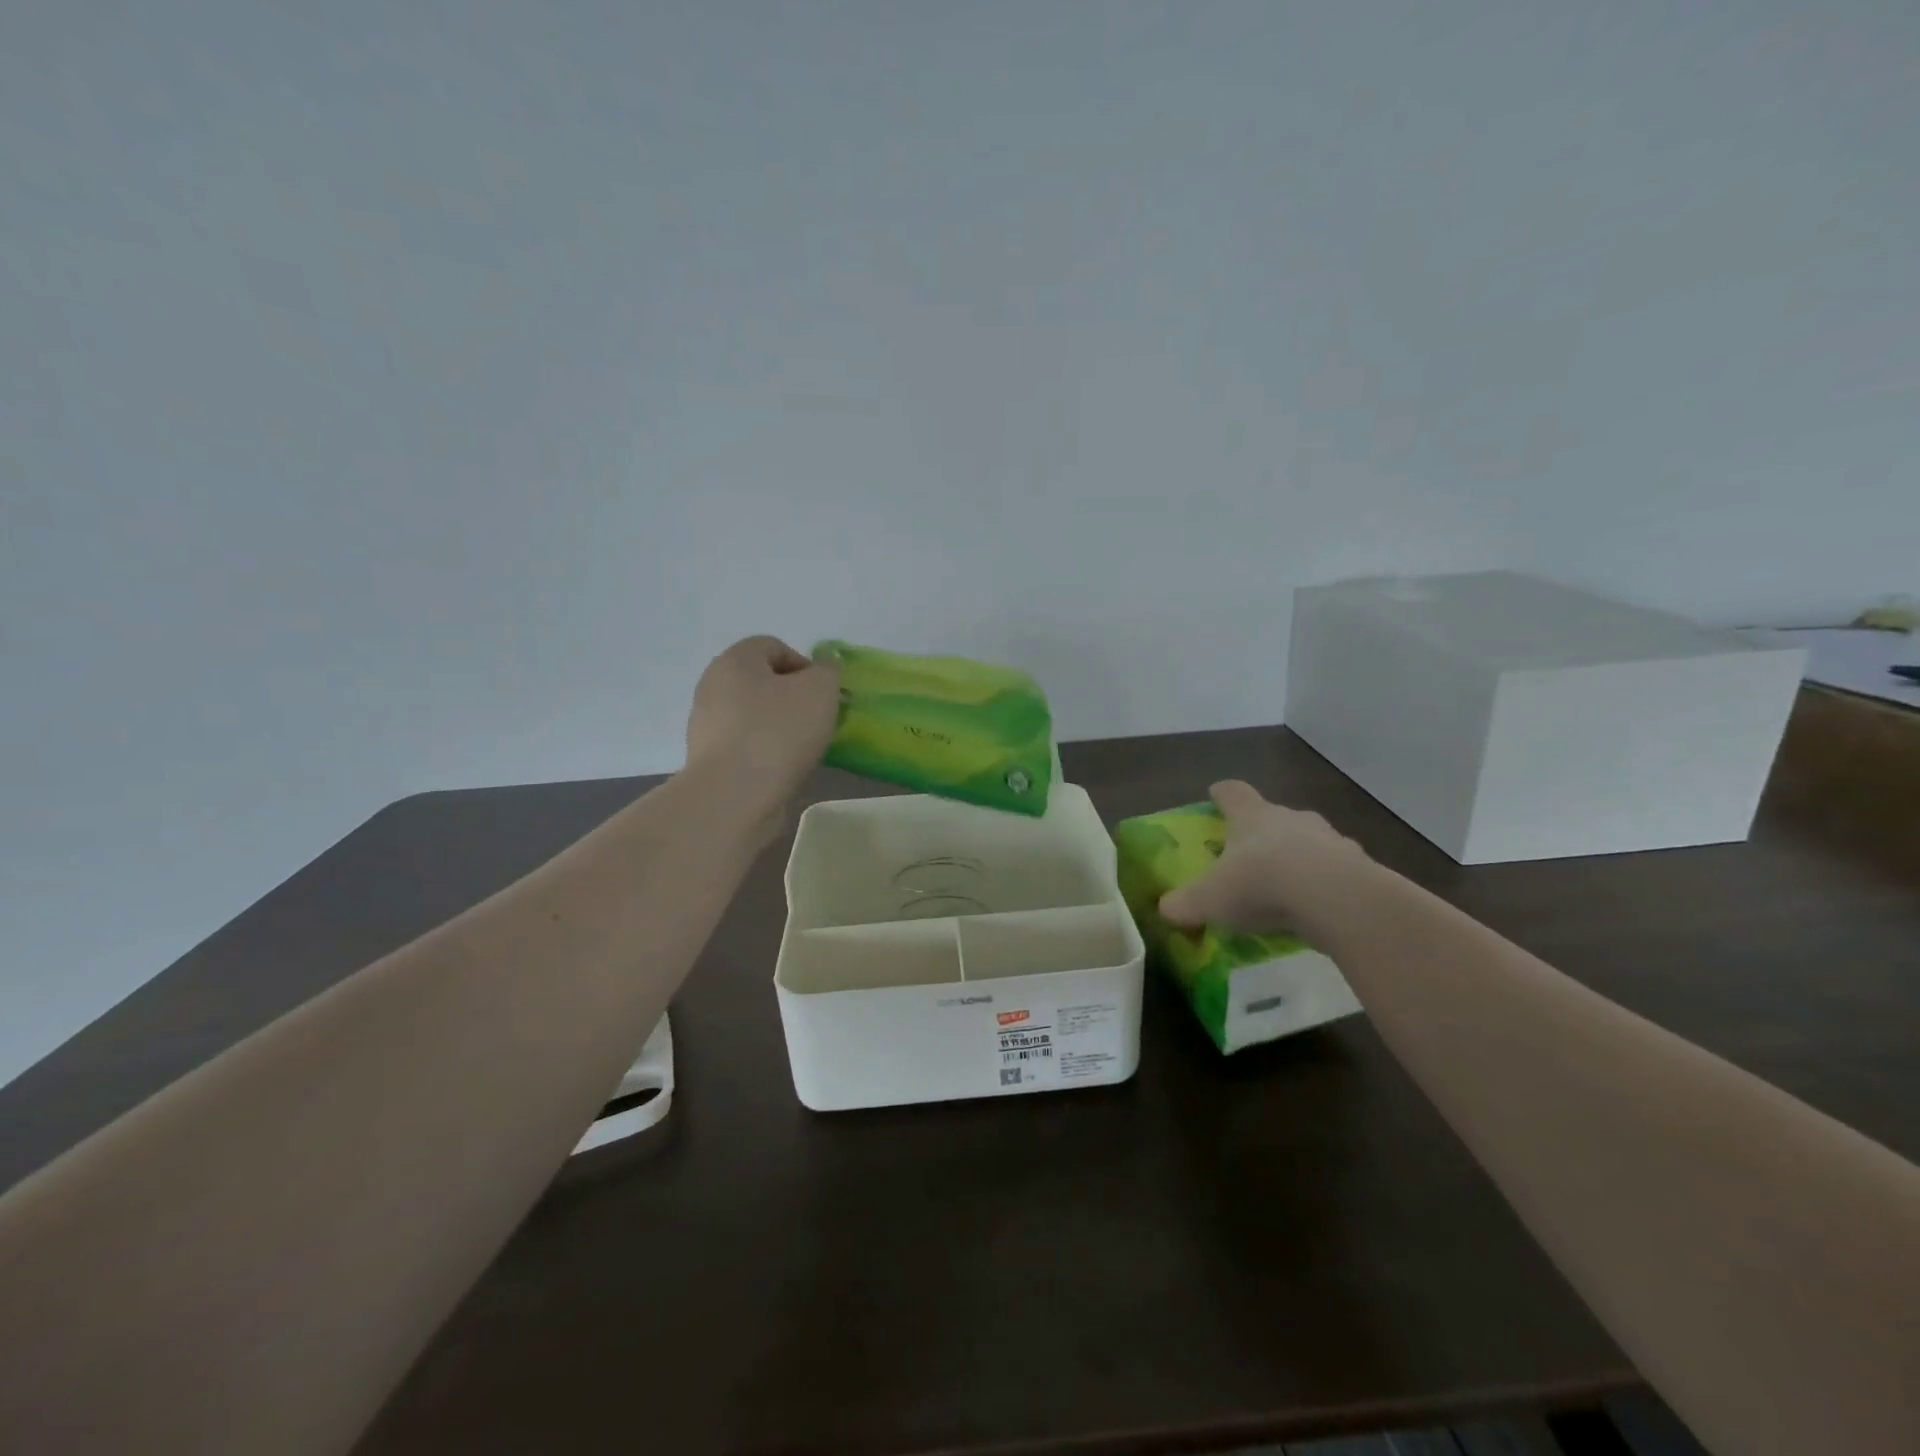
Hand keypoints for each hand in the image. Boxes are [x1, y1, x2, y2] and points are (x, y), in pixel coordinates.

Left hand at [685, 636, 841, 808]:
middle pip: (762, 682)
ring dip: (780, 727)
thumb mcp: (820, 691)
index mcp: (735, 660)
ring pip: (753, 715)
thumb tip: (825, 666)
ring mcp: (706, 724)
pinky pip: (745, 745)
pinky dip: (765, 752)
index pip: (774, 646)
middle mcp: (713, 685)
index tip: (824, 695)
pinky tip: (782, 769)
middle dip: (794, 698)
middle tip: (818, 721)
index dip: (806, 666)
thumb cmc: (779, 732)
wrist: (734, 796)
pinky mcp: (708, 759)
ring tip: (802, 749)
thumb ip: (828, 671)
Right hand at [1157, 780, 1374, 938]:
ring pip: (1310, 840)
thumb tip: (1165, 909)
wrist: (1336, 899)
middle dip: (1263, 830)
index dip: (1222, 793)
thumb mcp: (1208, 900)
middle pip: (1274, 815)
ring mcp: (1330, 839)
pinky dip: (1327, 882)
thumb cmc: (1261, 884)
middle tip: (1252, 852)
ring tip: (1289, 885)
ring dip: (1299, 856)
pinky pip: (1338, 870)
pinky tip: (1320, 907)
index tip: (1215, 794)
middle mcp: (1290, 818)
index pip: (1233, 793)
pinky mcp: (1359, 866)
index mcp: (1251, 816)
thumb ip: (1183, 904)